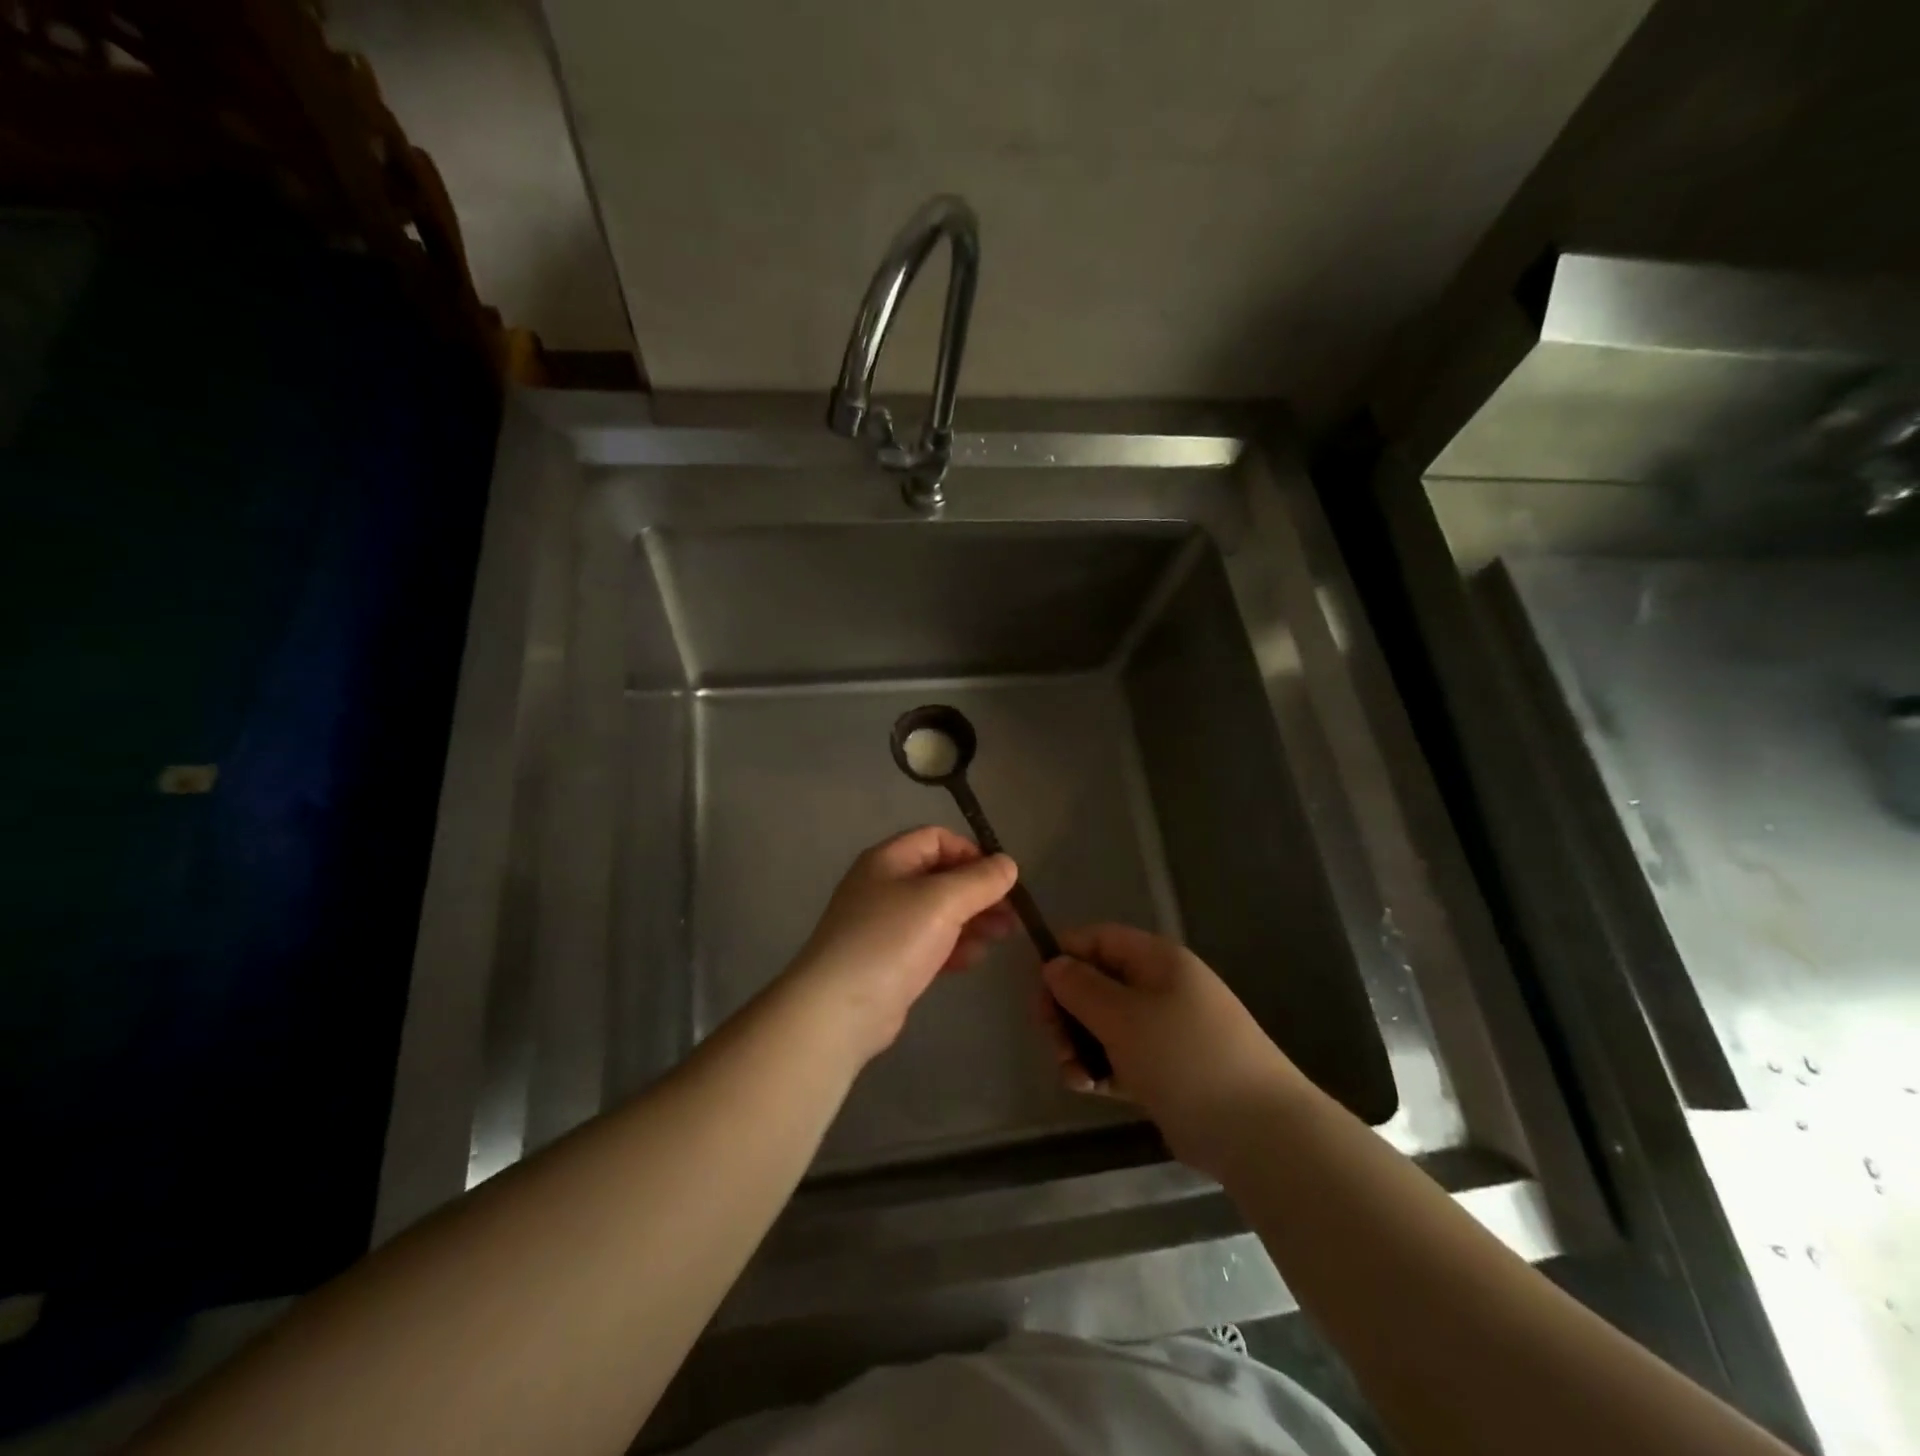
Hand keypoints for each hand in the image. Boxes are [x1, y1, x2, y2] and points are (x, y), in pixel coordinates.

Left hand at [785, 827, 1018, 1062]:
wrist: (839, 1009)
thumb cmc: (891, 940)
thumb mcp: (942, 901)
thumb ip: (980, 880)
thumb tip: (1008, 864)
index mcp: (888, 860)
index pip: (937, 838)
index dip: (971, 852)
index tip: (1000, 878)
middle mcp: (883, 886)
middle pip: (940, 877)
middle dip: (978, 892)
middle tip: (1011, 913)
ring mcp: (884, 926)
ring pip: (938, 913)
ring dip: (972, 920)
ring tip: (1003, 936)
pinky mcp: (888, 961)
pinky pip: (928, 944)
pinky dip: (953, 946)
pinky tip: (973, 959)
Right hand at [1041, 924, 1308, 1177]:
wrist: (1259, 1132)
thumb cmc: (1185, 1057)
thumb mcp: (1123, 1017)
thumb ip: (1081, 988)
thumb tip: (1054, 964)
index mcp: (1157, 960)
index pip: (1099, 939)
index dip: (1064, 955)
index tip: (1037, 988)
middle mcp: (1161, 987)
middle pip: (1098, 982)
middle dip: (1067, 1009)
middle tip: (1051, 1040)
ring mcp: (1166, 1030)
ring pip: (1106, 1023)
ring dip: (1079, 1043)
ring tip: (1072, 1073)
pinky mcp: (1168, 1069)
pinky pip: (1122, 1056)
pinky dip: (1101, 1068)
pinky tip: (1088, 1088)